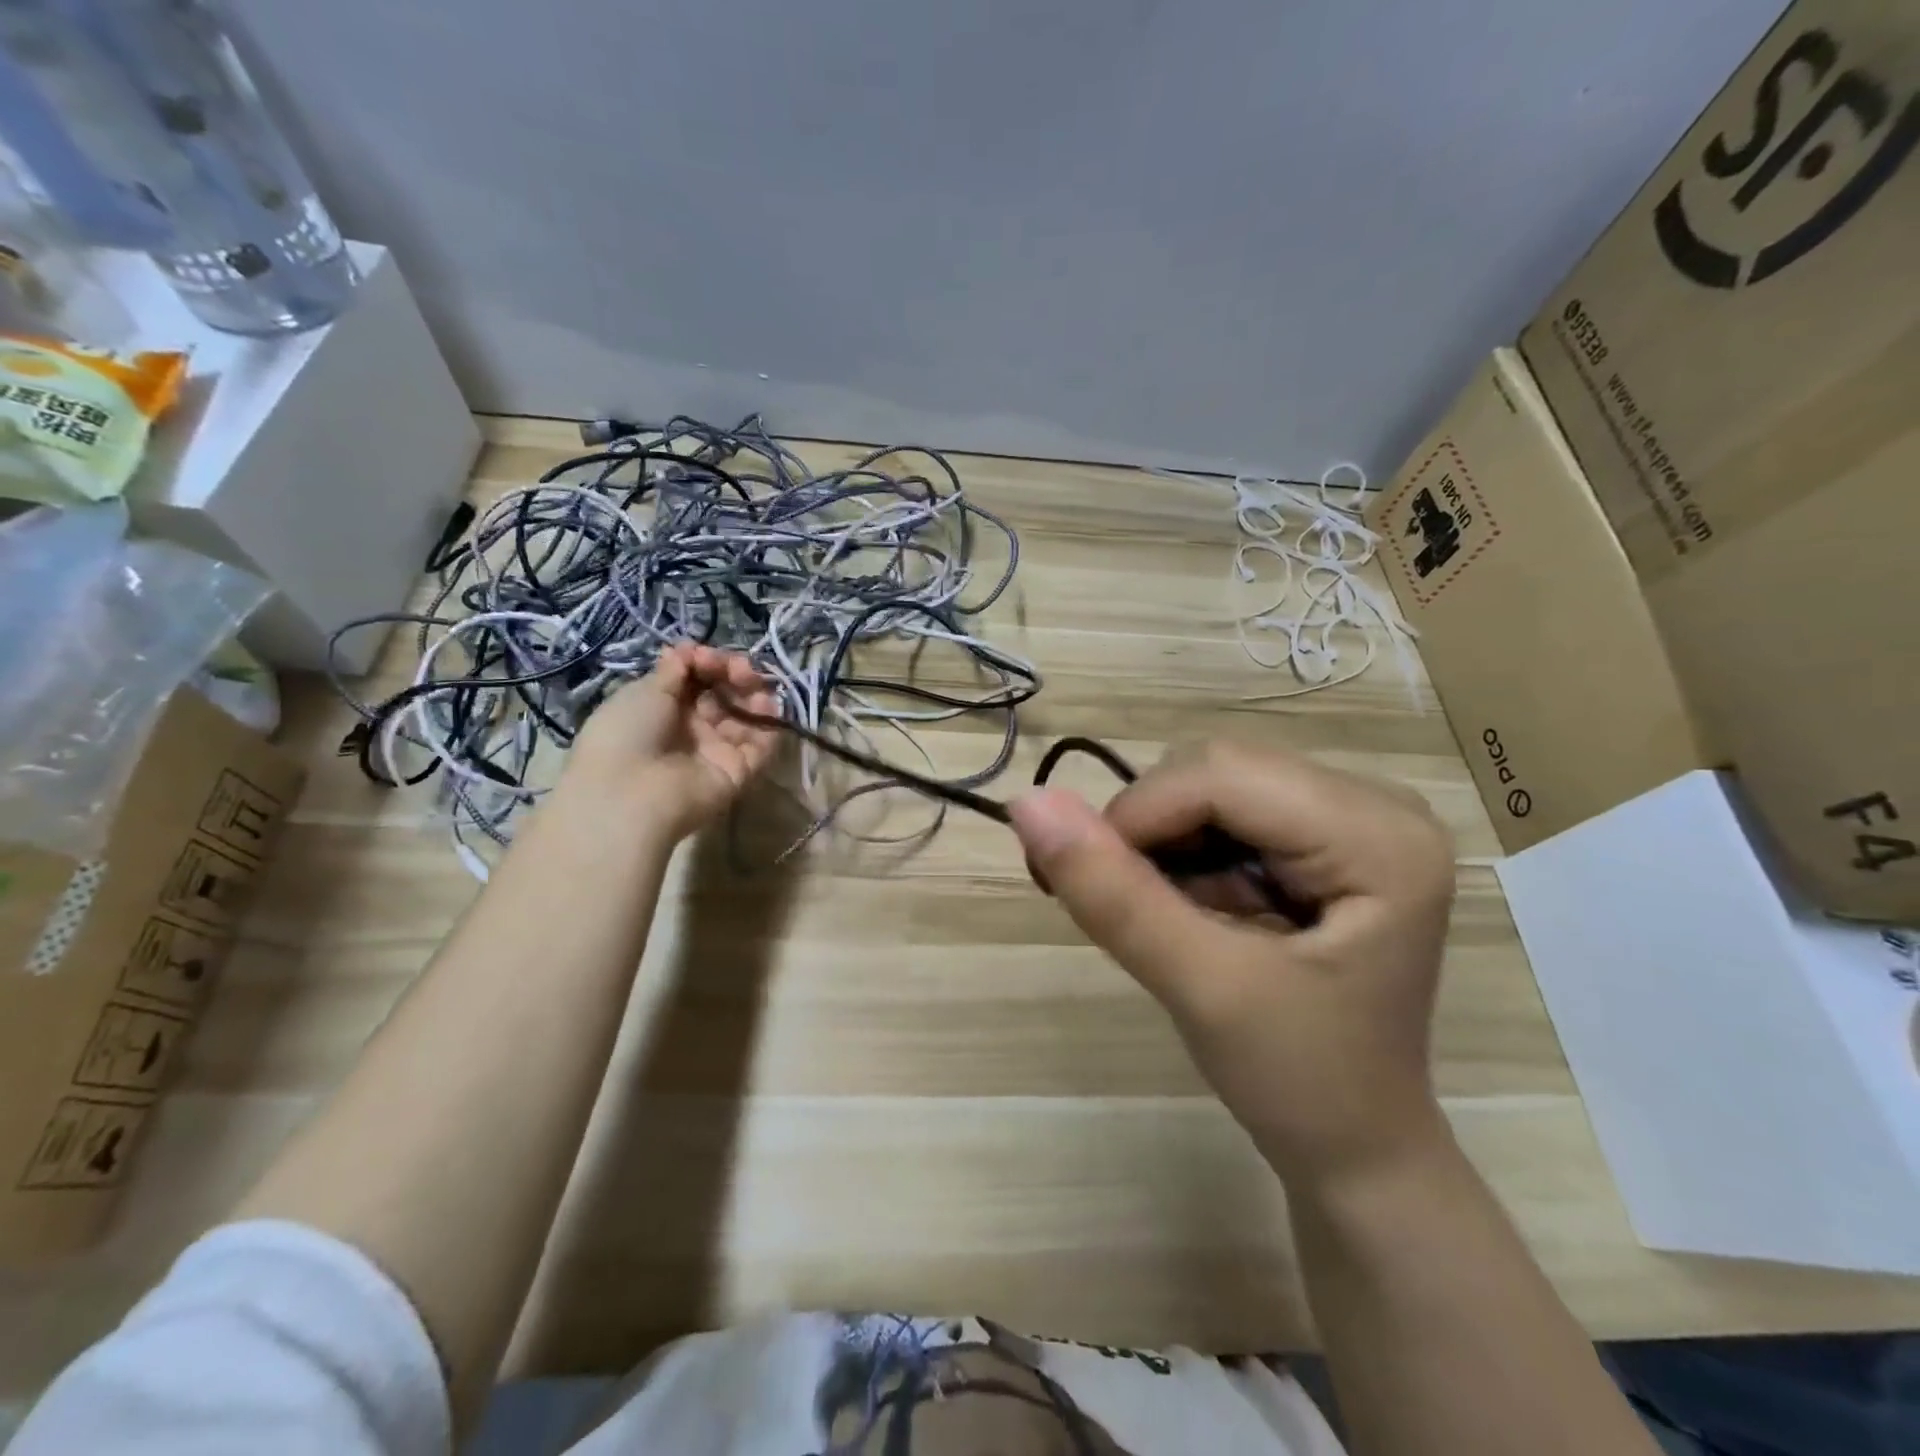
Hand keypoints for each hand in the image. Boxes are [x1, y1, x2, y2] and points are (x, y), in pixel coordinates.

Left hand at [565, 644, 779, 840]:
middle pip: (725, 696)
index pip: (699, 680)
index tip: (709, 657)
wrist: (629, 793)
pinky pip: (761, 746)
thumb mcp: (644, 691)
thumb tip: (688, 648)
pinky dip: (769, 725)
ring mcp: (718, 752)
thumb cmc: (627, 733)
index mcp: (665, 708)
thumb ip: (675, 670)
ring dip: (755, 696)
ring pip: (747, 718)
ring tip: (755, 685)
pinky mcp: (739, 773)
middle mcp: (693, 729)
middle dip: (736, 676)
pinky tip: (766, 706)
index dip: (709, 664)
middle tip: (740, 670)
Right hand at [1009, 740, 1455, 1190]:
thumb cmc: (1299, 1082)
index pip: (1222, 776)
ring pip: (1212, 783)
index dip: (1136, 816)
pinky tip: (1181, 904)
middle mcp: (1377, 804)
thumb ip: (1114, 894)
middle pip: (1218, 770)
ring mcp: (1354, 815)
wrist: (1355, 1147)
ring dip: (1160, 840)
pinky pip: (1225, 809)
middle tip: (1112, 902)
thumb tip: (1026, 802)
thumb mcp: (1200, 988)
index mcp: (1380, 837)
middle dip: (1148, 828)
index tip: (1078, 879)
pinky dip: (1181, 849)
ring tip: (1149, 912)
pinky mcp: (1325, 834)